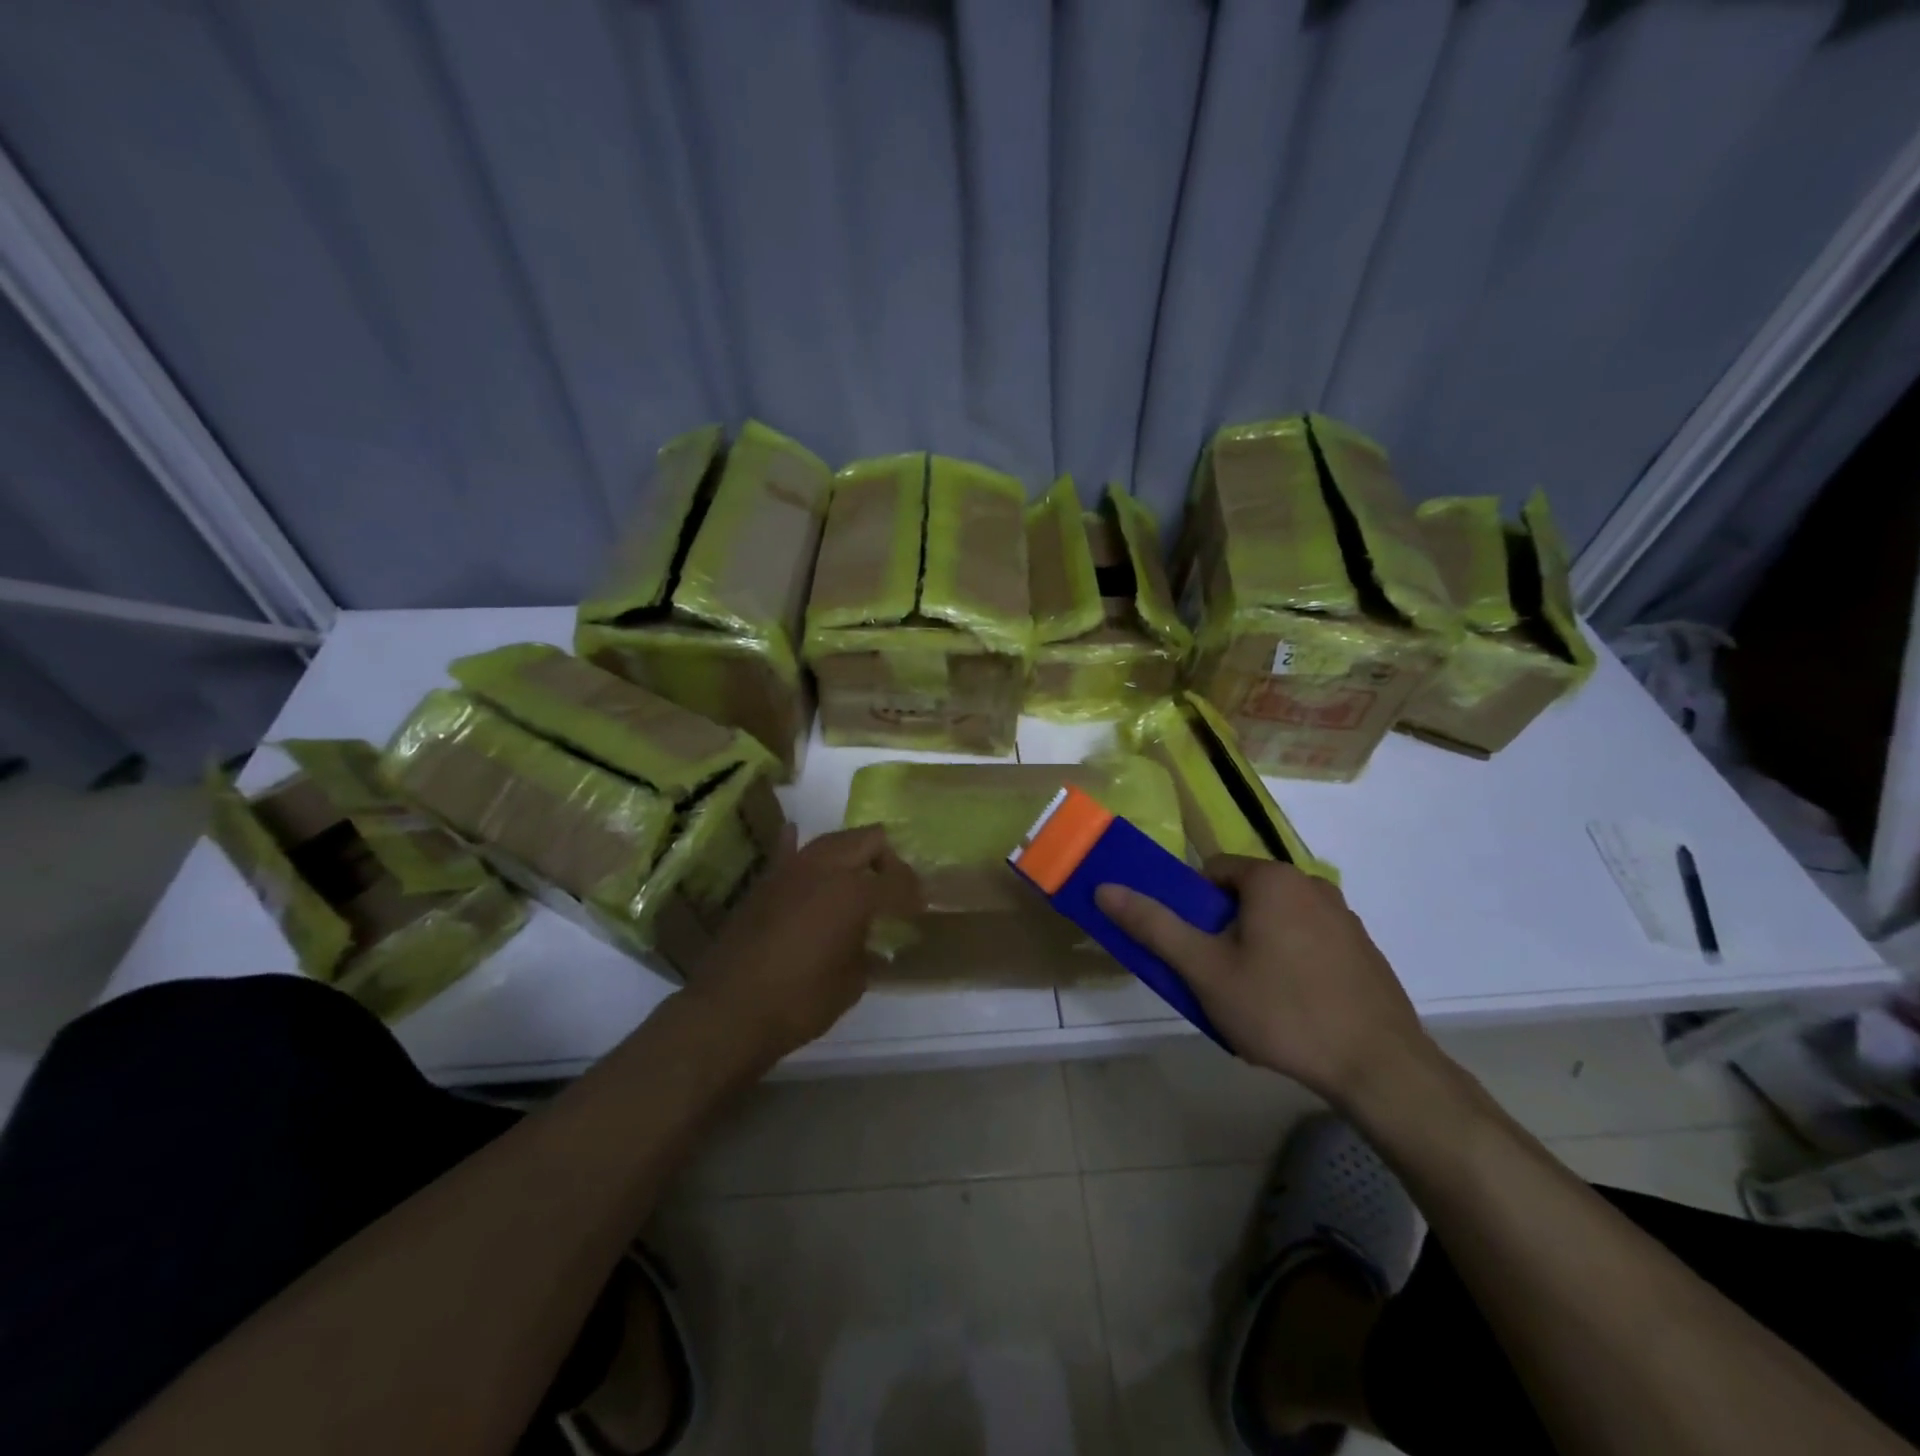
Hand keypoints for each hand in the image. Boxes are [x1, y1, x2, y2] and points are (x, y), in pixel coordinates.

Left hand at [687, 825, 922, 1061]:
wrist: (728, 1010)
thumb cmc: (799, 1002)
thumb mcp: (851, 982)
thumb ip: (866, 950)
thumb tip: (869, 940)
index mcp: (855, 892)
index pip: (898, 882)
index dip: (914, 895)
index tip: (919, 909)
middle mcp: (826, 868)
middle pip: (869, 840)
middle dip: (887, 860)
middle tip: (892, 889)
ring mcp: (792, 870)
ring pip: (832, 840)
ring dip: (852, 853)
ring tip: (858, 879)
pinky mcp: (765, 881)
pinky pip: (789, 851)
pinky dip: (798, 845)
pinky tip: (798, 837)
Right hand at [1095, 858, 1435, 1103]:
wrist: (1380, 1069)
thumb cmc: (1282, 1010)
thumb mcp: (1205, 970)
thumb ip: (1154, 926)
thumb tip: (1105, 888)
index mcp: (1272, 879)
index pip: (1213, 872)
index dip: (1193, 908)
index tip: (1194, 950)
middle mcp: (1312, 885)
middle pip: (1245, 897)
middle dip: (1224, 932)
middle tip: (1219, 979)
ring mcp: (1344, 919)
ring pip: (1277, 922)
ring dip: (1257, 948)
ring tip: (1255, 1000)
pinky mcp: (1364, 952)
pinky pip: (1309, 943)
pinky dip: (1292, 964)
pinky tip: (1293, 1009)